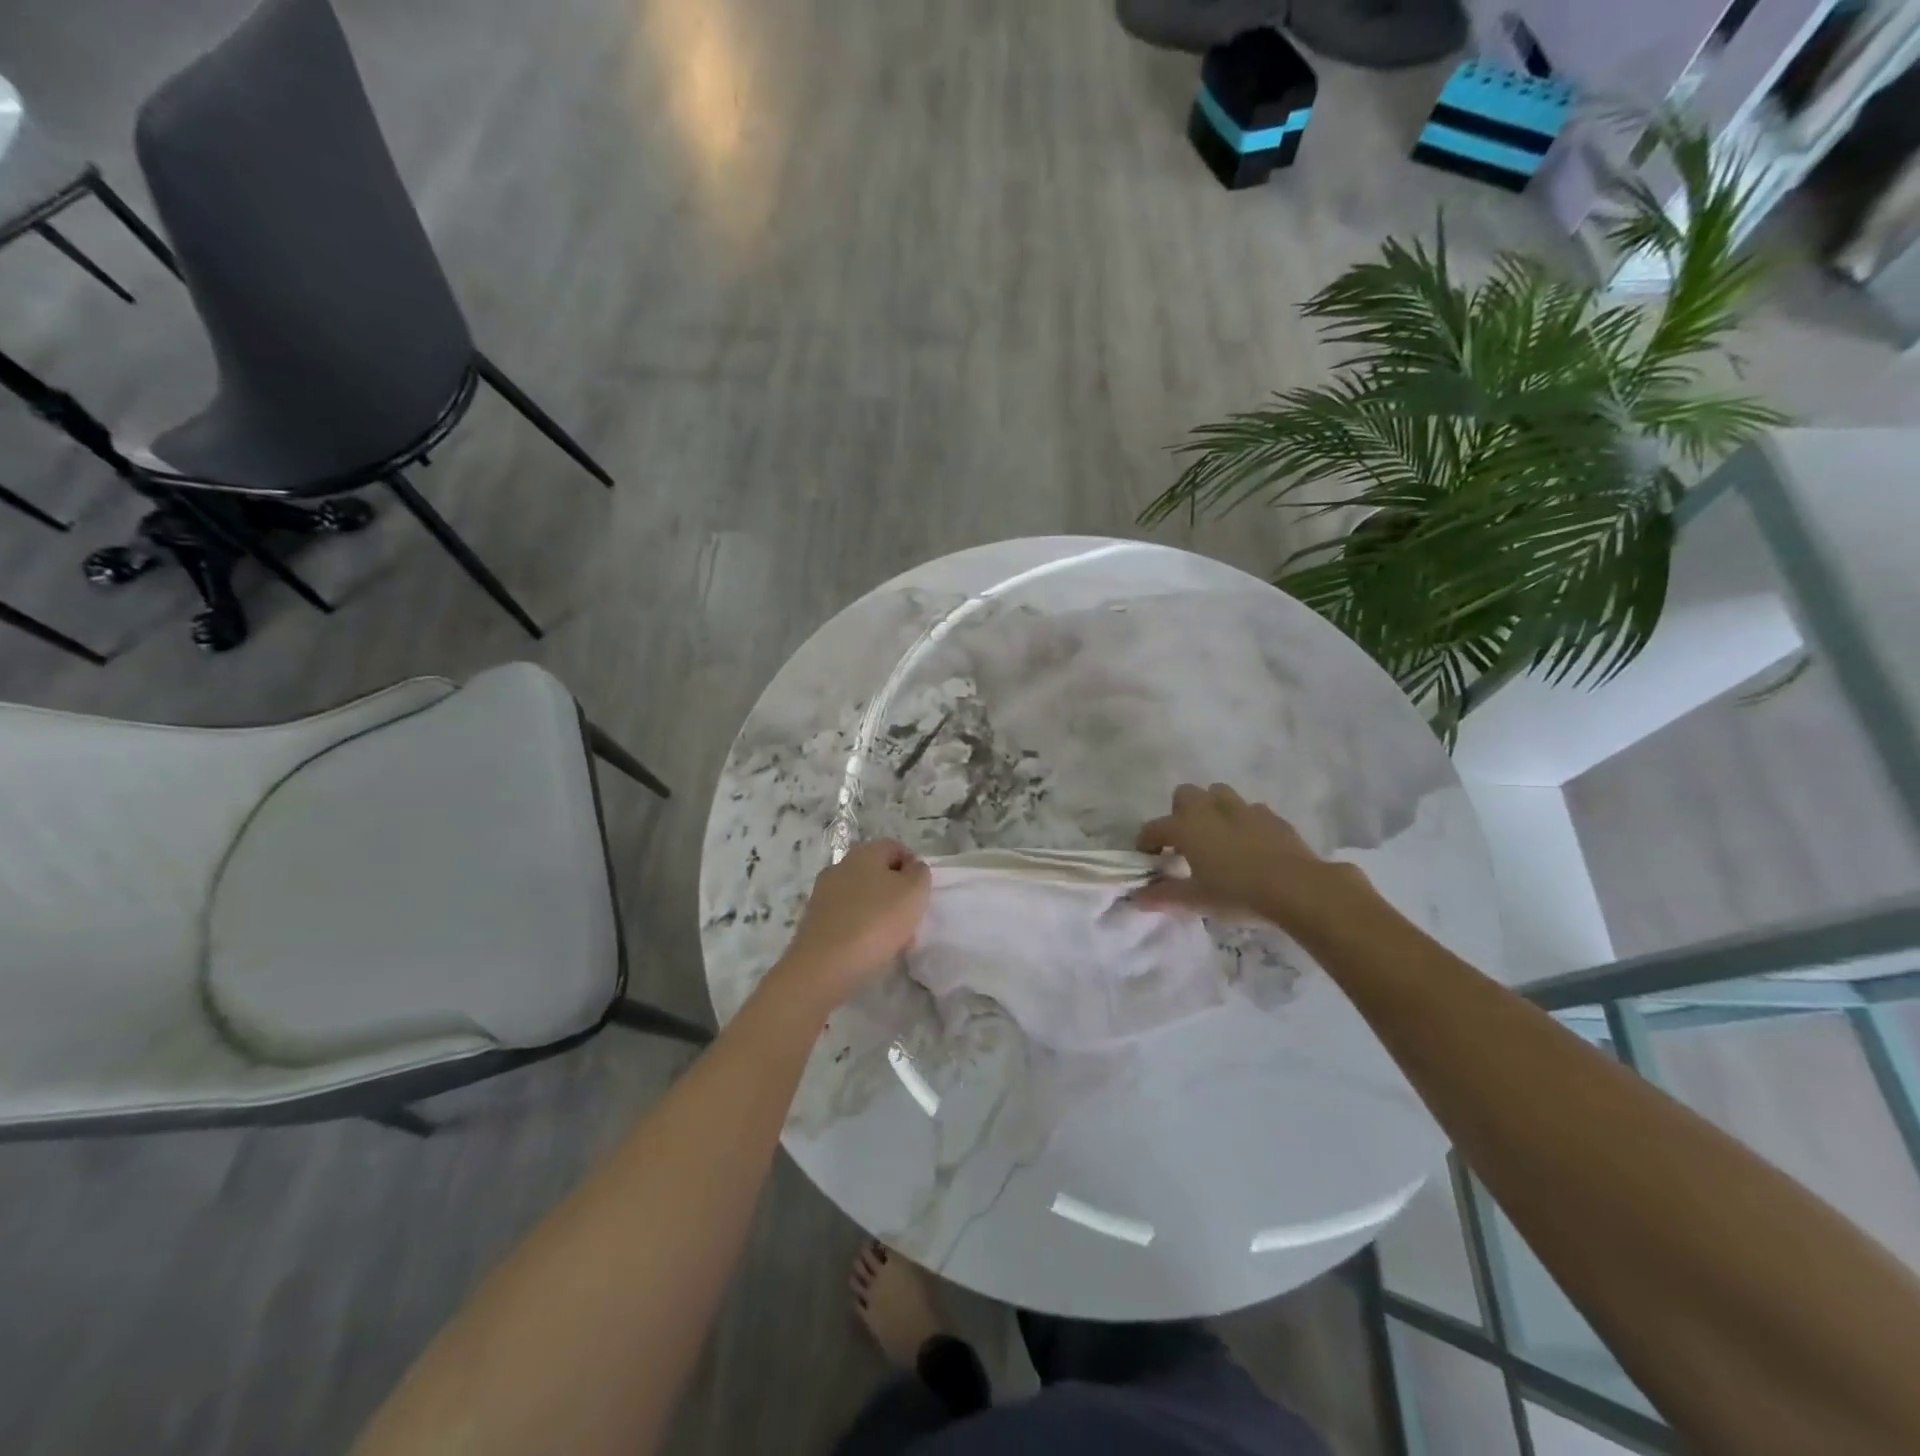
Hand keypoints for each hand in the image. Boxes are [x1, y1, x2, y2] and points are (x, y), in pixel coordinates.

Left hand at [774, 840, 931, 1009]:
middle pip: (877, 873)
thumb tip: (912, 868)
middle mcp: (841, 865)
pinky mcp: (814, 919)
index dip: (913, 868)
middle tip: (908, 919)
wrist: (823, 966)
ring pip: (862, 896)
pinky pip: (846, 917)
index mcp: (865, 852)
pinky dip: (860, 928)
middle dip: (895, 893)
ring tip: (892, 941)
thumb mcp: (914, 893)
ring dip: (879, 912)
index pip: (895, 848)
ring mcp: (824, 892)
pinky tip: (868, 950)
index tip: (921, 894)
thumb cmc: (876, 922)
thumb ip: (919, 874)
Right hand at [1133, 783, 1369, 932]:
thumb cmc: (1238, 893)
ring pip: (1218, 794)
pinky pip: (1250, 810)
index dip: (1146, 843)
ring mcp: (1243, 809)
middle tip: (1185, 842)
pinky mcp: (1271, 816)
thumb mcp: (1196, 900)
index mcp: (1186, 827)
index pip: (1154, 828)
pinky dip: (1243, 822)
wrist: (1297, 888)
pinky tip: (1250, 845)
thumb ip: (1165, 896)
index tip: (1149, 860)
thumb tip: (1137, 898)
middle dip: (1180, 812)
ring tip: (1217, 837)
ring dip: (1212, 809)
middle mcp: (1210, 809)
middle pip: (1184, 794)